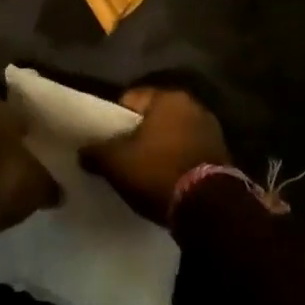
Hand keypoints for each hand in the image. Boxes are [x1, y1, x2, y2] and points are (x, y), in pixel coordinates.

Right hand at [81, 86, 229, 224]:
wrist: (209, 207)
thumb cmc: (158, 172)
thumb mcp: (117, 163)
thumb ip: (95, 152)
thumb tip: (82, 151)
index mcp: (168, 98)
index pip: (131, 98)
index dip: (114, 118)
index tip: (106, 139)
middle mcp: (193, 105)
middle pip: (154, 116)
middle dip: (139, 133)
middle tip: (123, 155)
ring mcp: (211, 129)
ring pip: (173, 133)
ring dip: (160, 147)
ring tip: (144, 170)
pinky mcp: (221, 153)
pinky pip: (188, 150)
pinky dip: (177, 159)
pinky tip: (166, 178)